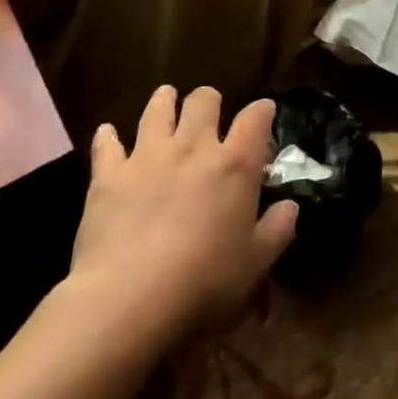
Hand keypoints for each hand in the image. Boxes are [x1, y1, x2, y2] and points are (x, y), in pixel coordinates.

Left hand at [67, 86, 297, 338]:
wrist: (129, 298)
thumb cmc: (203, 282)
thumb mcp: (255, 264)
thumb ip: (277, 230)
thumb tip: (290, 207)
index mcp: (235, 165)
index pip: (255, 119)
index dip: (262, 110)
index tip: (264, 111)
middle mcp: (193, 147)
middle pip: (203, 101)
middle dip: (209, 101)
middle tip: (209, 111)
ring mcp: (148, 156)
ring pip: (157, 110)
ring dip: (164, 102)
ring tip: (166, 100)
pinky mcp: (109, 175)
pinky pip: (107, 144)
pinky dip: (108, 137)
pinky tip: (107, 134)